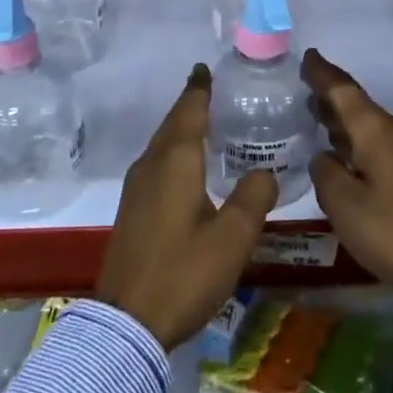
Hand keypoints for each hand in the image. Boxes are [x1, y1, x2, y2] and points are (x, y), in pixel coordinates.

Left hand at [96, 63, 278, 348]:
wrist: (126, 324)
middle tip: (210, 89)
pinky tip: (186, 167)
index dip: (199, 89)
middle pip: (172, 124)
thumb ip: (253, 198)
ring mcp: (136, 188)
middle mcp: (151, 165)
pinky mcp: (132, 209)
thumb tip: (265, 171)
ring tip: (204, 123)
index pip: (189, 111)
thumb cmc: (183, 273)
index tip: (204, 68)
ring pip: (161, 144)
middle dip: (190, 104)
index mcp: (175, 162)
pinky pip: (156, 163)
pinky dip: (173, 151)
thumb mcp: (232, 239)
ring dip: (180, 128)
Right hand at [303, 48, 392, 288]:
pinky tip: (345, 152)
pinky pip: (380, 142)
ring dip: (344, 120)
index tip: (308, 55)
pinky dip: (358, 139)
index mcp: (375, 130)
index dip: (322, 74)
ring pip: (370, 125)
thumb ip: (325, 173)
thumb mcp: (343, 203)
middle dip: (331, 96)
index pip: (343, 91)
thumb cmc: (390, 229)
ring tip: (319, 116)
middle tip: (306, 89)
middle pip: (358, 105)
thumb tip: (326, 157)